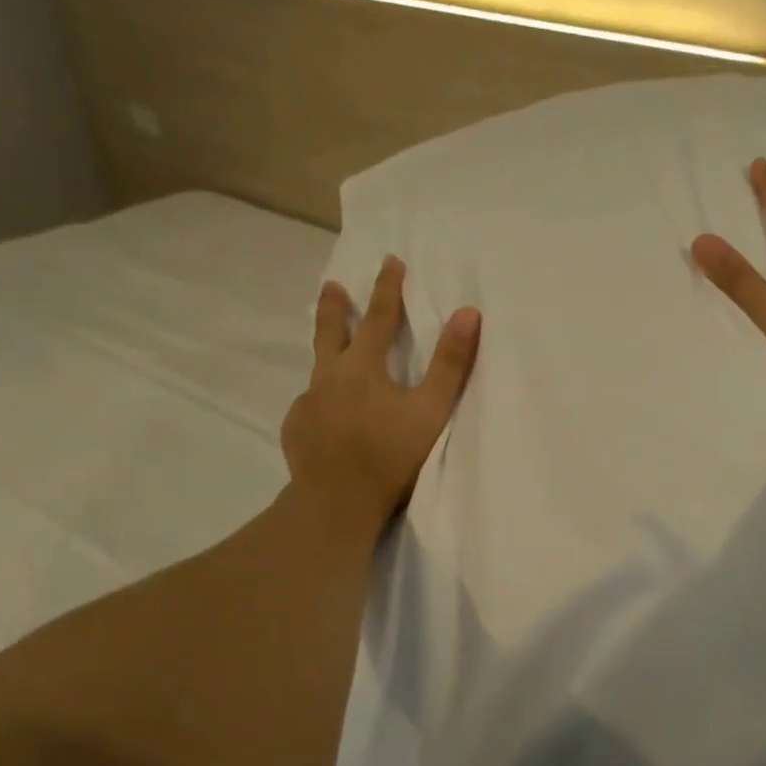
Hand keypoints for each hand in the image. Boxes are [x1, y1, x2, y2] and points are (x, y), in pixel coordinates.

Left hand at [281, 256, 480, 531]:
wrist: (336, 504)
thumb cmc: (391, 456)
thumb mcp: (431, 409)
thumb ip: (450, 363)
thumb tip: (468, 312)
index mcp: (362, 367)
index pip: (378, 317)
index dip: (387, 288)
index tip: (390, 260)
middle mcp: (329, 378)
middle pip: (330, 332)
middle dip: (335, 306)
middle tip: (332, 285)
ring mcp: (308, 404)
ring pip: (318, 371)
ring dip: (327, 357)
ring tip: (334, 362)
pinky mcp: (297, 430)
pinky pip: (311, 407)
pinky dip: (322, 403)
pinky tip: (327, 418)